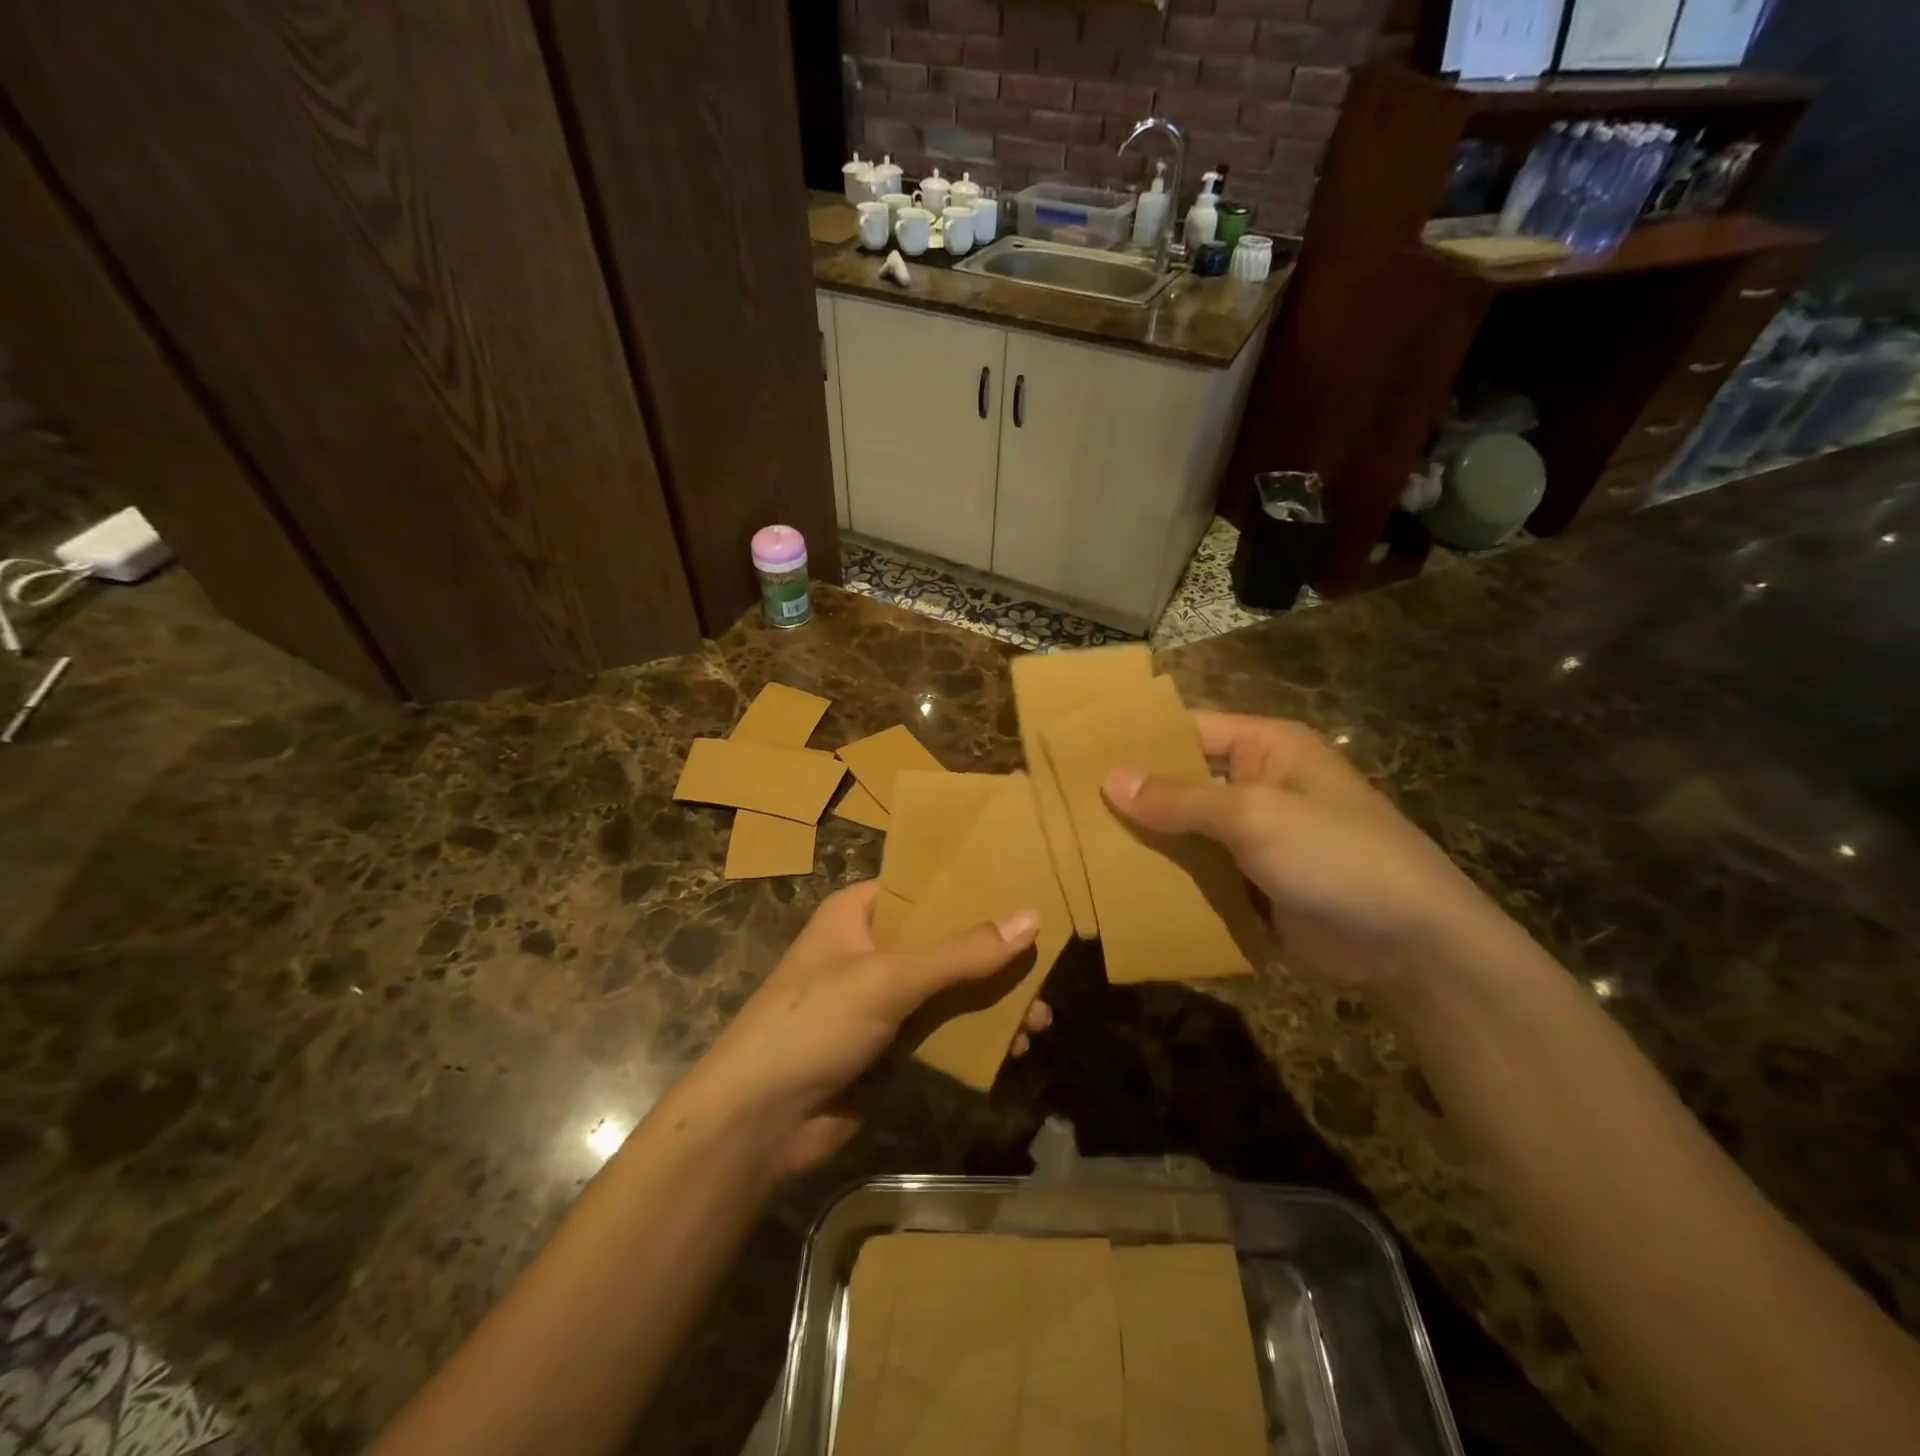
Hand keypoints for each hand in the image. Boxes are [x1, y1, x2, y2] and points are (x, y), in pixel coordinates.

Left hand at [694, 881, 1048, 1176]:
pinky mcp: (888, 1046)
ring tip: (1040, 1020)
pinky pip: (941, 1030)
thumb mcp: (889, 979)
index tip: (1025, 888)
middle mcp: (870, 948)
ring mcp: (879, 1000)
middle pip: (944, 940)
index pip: (923, 886)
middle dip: (994, 956)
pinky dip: (975, 1037)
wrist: (757, 1124)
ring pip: (948, 988)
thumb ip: (961, 952)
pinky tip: (1012, 1049)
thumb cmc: (814, 1025)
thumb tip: (1032, 918)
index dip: (971, 886)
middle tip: (1045, 967)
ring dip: (991, 1002)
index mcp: (858, 913)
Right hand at [1103, 712, 1493, 985]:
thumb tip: (1110, 779)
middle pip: (1182, 779)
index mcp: (1265, 747)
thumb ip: (1180, 799)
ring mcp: (1257, 834)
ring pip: (1188, 827)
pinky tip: (1123, 882)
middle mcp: (1258, 782)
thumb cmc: (1335, 856)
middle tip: (1069, 805)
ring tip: (1082, 844)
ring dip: (1147, 837)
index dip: (1136, 740)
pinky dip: (1170, 873)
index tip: (1078, 754)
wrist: (1410, 944)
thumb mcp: (1254, 817)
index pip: (1187, 728)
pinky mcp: (1256, 879)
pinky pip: (1202, 867)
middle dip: (1134, 793)